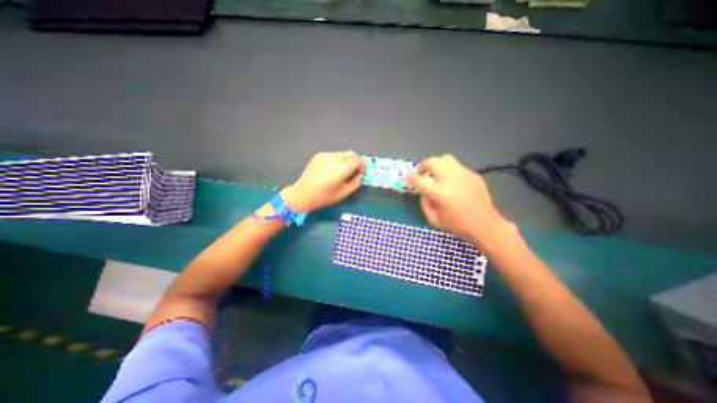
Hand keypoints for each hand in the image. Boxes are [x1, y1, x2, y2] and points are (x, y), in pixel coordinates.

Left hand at [282, 151, 366, 213]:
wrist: (303, 194)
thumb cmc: (325, 196)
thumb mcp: (344, 193)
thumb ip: (356, 182)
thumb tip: (359, 175)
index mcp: (342, 167)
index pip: (358, 160)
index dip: (361, 166)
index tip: (359, 174)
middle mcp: (335, 157)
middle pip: (351, 154)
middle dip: (355, 162)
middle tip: (353, 172)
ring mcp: (326, 155)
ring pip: (342, 154)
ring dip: (346, 161)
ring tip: (340, 173)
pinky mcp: (318, 155)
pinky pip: (332, 155)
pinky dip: (336, 161)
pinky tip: (330, 171)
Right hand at [403, 154, 514, 245]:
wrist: (485, 224)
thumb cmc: (457, 225)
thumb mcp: (434, 219)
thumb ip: (424, 203)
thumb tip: (423, 190)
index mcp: (440, 194)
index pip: (420, 180)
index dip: (410, 177)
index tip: (406, 176)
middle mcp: (451, 179)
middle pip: (432, 162)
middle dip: (422, 166)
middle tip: (421, 174)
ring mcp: (464, 174)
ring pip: (445, 159)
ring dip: (436, 164)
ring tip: (435, 173)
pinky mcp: (473, 174)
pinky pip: (457, 166)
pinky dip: (449, 170)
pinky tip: (451, 180)